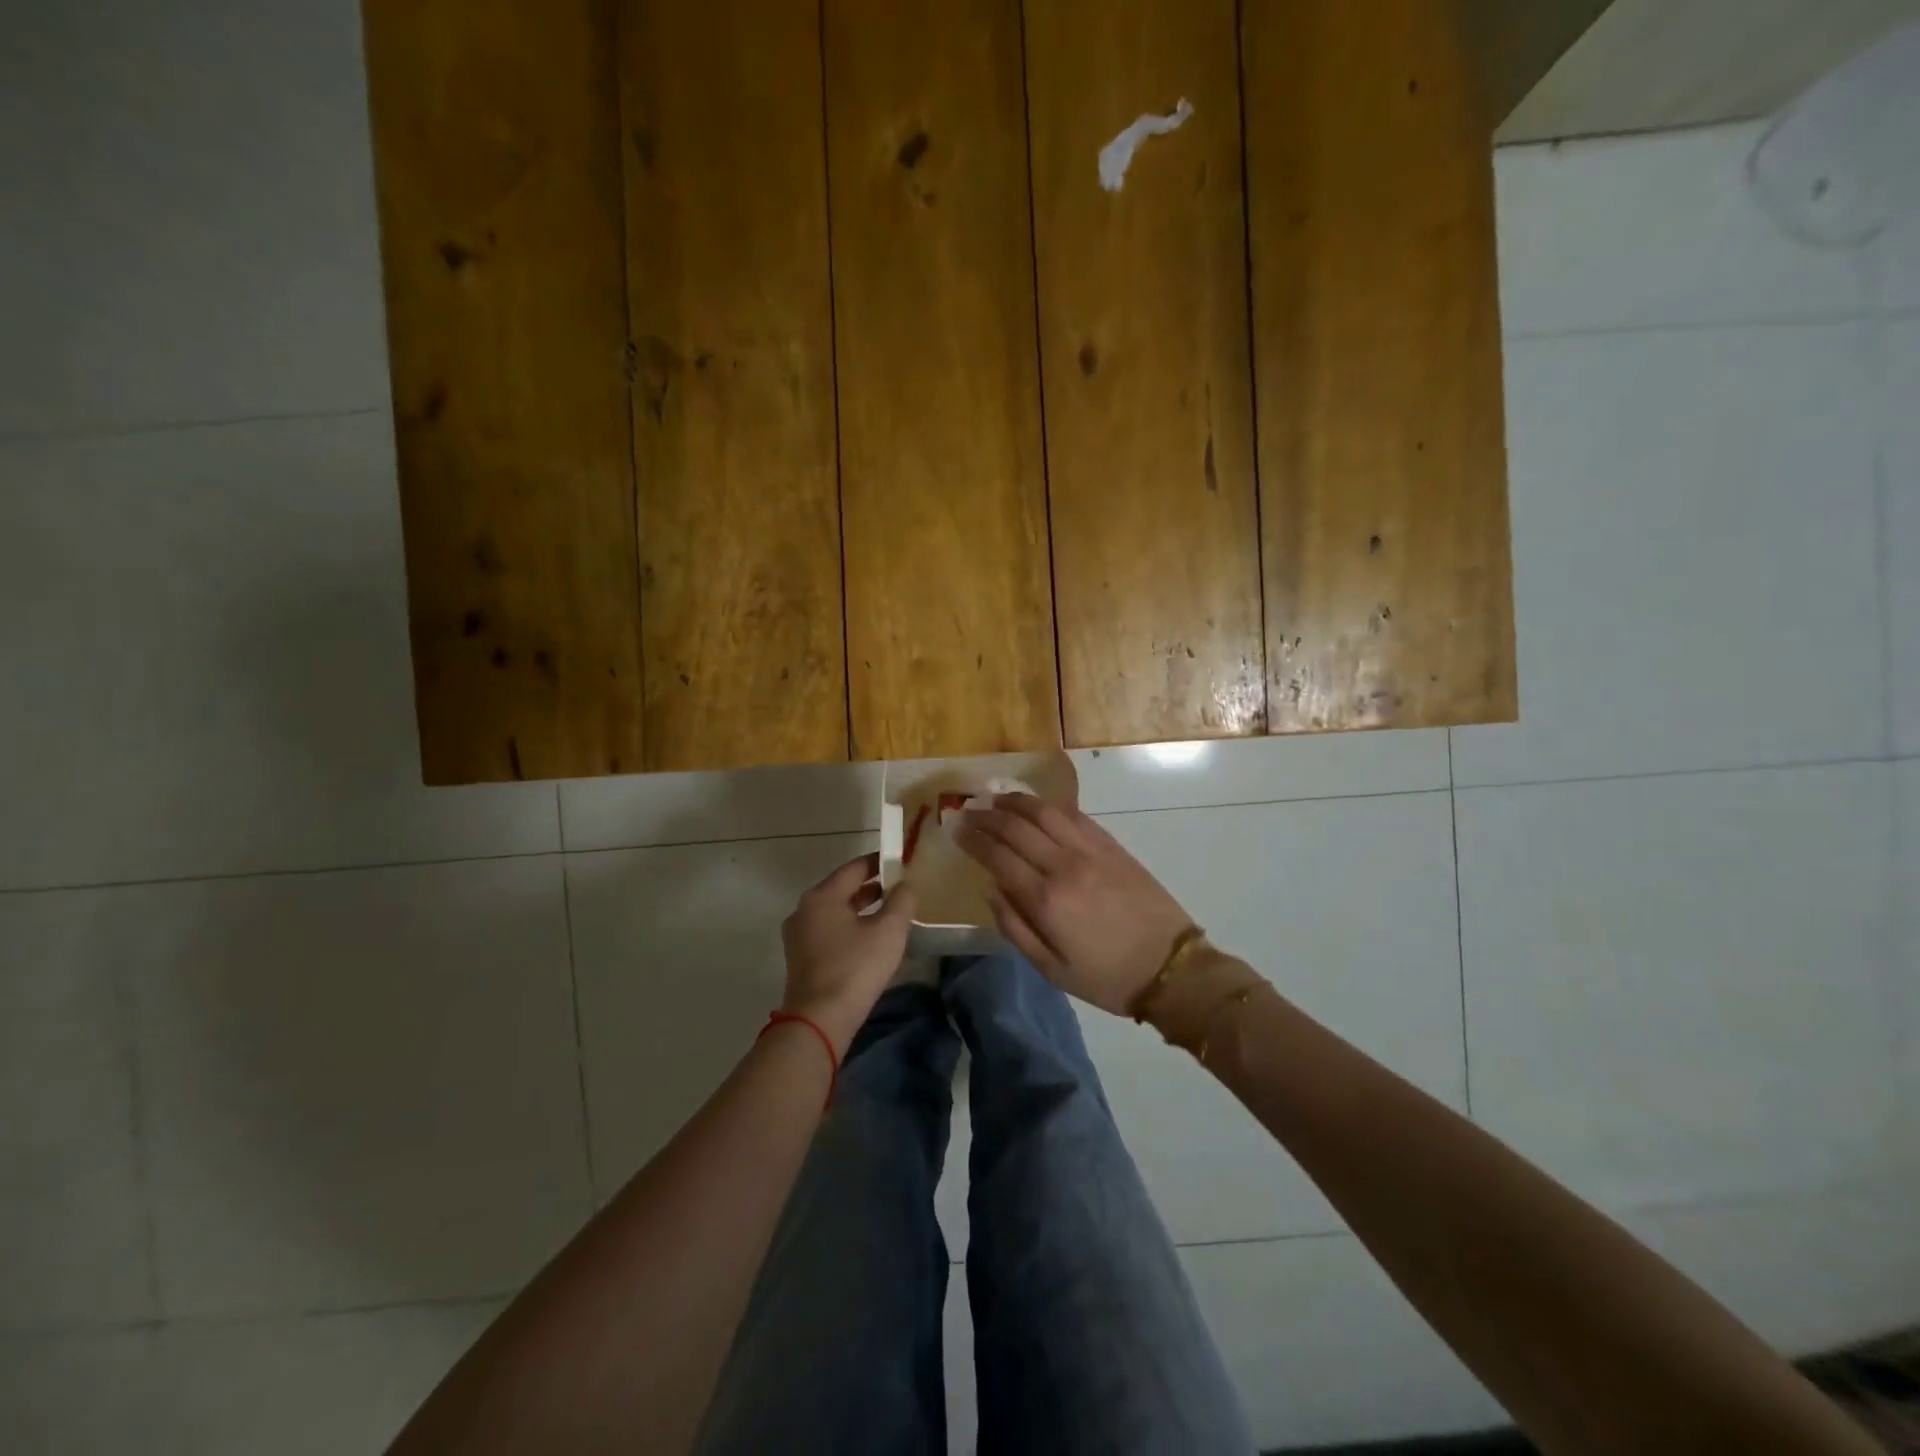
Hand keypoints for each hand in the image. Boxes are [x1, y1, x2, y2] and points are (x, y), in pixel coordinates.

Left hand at [780, 852, 916, 1054]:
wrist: (819, 1021)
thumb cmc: (855, 968)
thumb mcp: (888, 931)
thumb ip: (902, 901)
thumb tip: (906, 885)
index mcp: (821, 896)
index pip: (854, 868)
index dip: (879, 862)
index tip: (901, 861)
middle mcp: (804, 910)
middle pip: (842, 890)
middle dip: (872, 887)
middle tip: (900, 887)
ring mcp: (799, 937)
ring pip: (836, 913)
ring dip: (861, 910)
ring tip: (890, 913)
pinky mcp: (802, 959)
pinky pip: (830, 932)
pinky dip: (850, 928)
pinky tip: (871, 939)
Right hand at [958, 794, 1194, 1014]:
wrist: (1171, 968)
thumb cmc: (1106, 977)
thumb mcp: (1051, 969)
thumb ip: (1015, 928)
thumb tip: (990, 889)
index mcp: (1046, 900)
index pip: (998, 856)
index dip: (972, 838)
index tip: (955, 826)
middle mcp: (1064, 866)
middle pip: (1017, 827)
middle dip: (987, 815)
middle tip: (968, 808)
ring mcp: (1091, 851)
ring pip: (1045, 812)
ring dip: (1016, 801)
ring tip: (996, 798)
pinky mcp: (1112, 846)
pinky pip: (1074, 815)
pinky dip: (1050, 806)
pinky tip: (1037, 806)